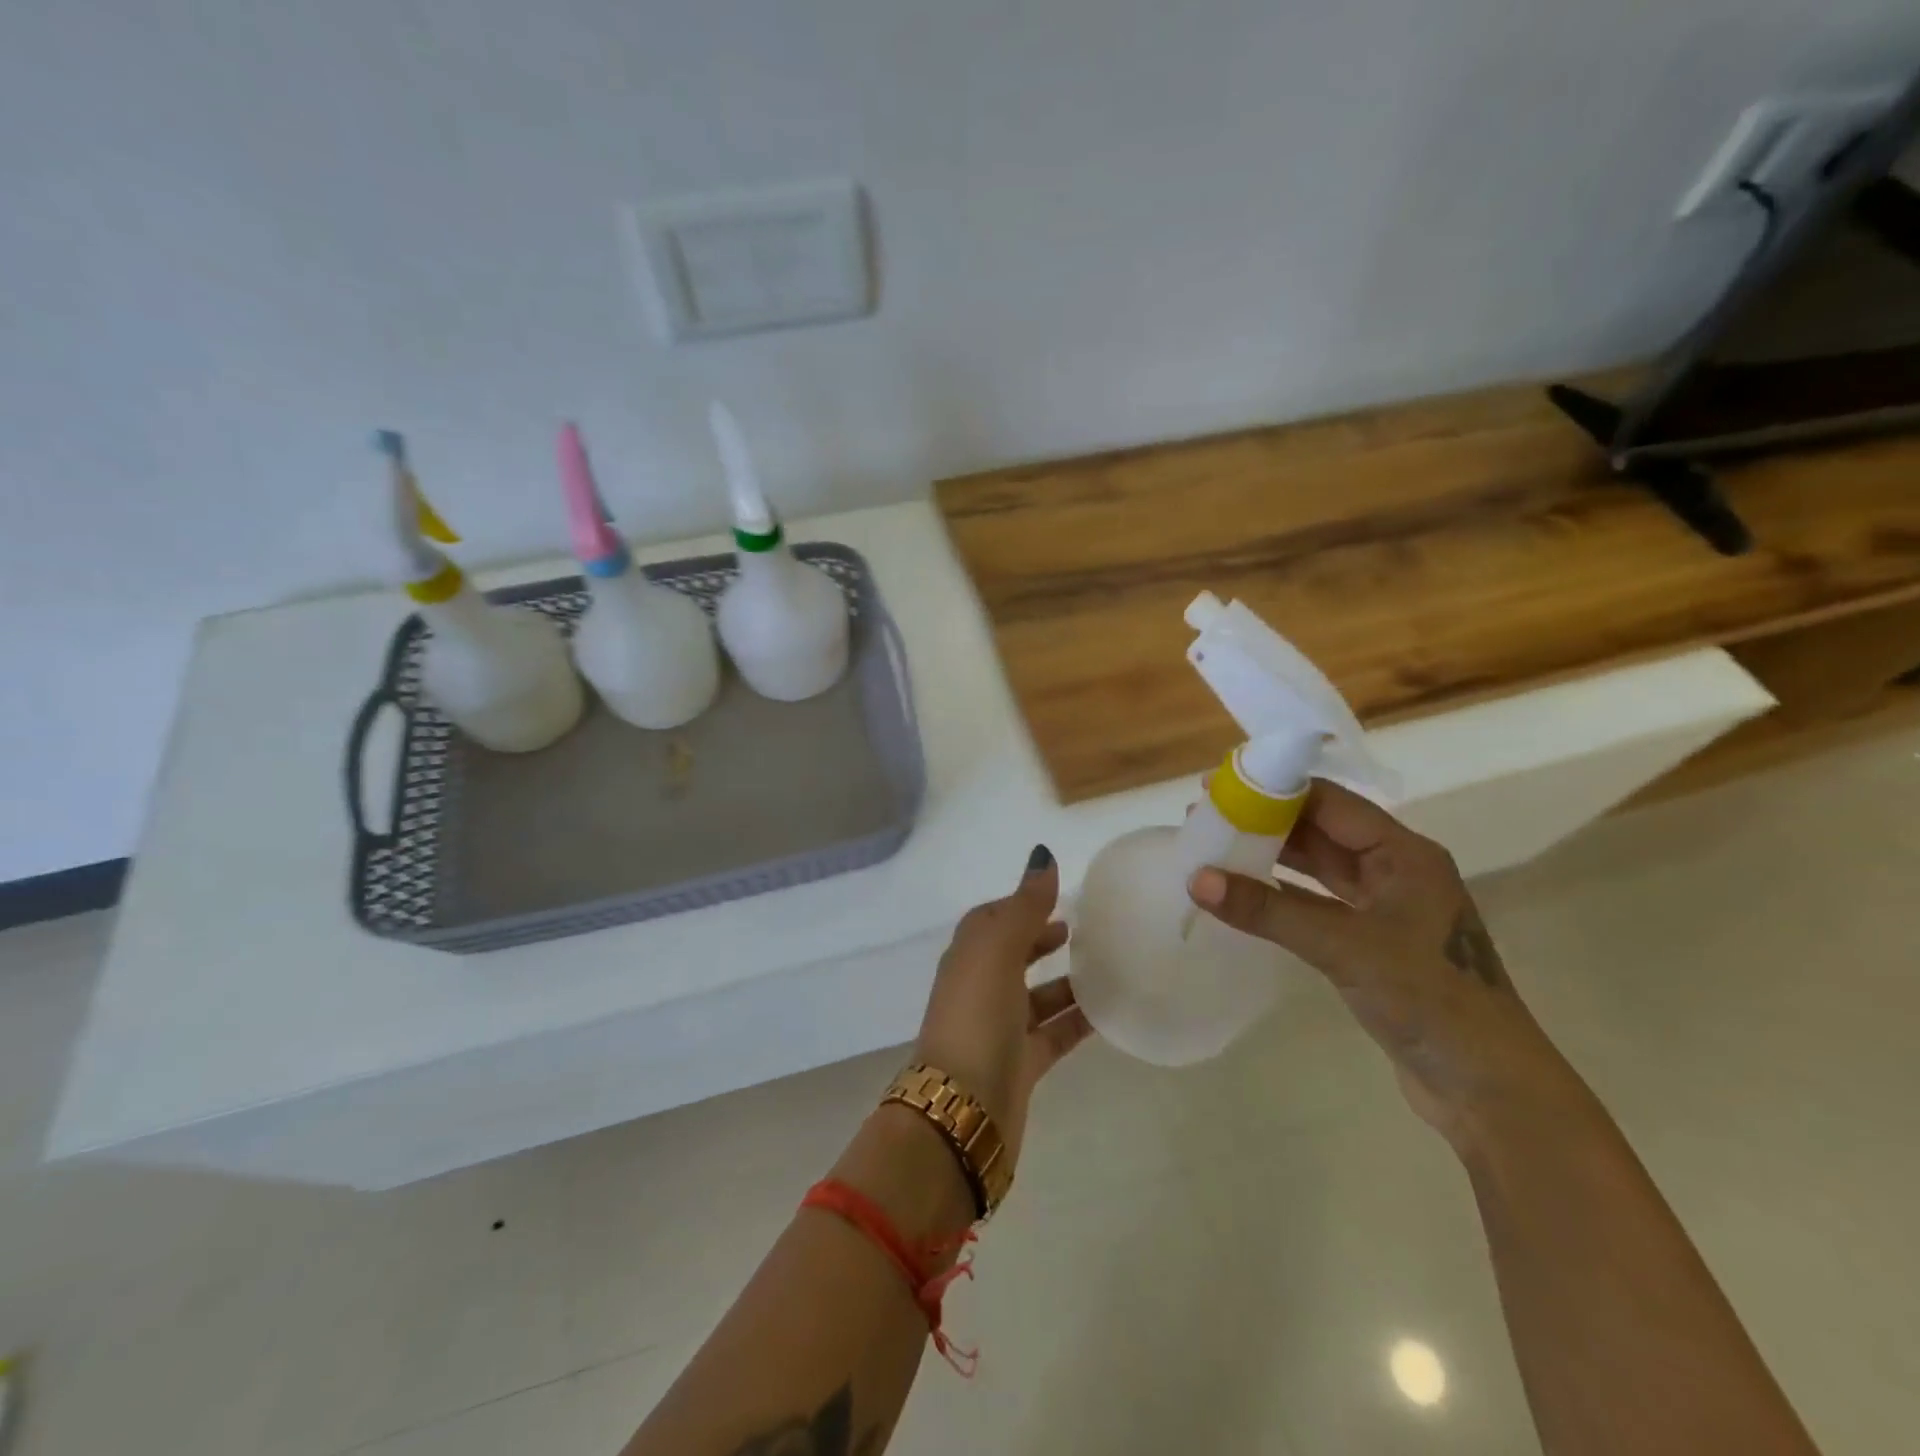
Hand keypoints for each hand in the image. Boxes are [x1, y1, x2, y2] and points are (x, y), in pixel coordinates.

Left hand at [913, 846, 1091, 1171]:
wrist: (962, 1109)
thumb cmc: (977, 1017)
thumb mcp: (998, 951)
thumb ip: (1024, 906)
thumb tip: (1042, 856)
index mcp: (968, 956)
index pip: (990, 919)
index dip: (1019, 905)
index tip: (1055, 897)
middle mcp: (980, 988)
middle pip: (1012, 955)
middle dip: (1041, 939)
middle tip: (1081, 930)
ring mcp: (999, 1028)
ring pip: (1037, 996)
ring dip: (1065, 981)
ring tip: (1107, 966)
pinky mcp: (1020, 1064)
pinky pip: (1053, 1033)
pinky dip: (1076, 1021)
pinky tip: (1109, 1013)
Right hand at [1188, 780, 1573, 1146]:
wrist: (1487, 1087)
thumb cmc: (1428, 999)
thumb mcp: (1343, 947)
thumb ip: (1269, 911)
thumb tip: (1196, 879)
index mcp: (1404, 854)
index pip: (1330, 803)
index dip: (1273, 790)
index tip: (1219, 786)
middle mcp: (1395, 870)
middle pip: (1320, 830)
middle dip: (1264, 822)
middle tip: (1206, 818)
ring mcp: (1384, 907)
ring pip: (1317, 867)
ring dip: (1270, 857)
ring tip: (1214, 849)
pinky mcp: (1372, 941)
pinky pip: (1316, 902)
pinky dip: (1280, 895)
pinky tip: (1244, 892)